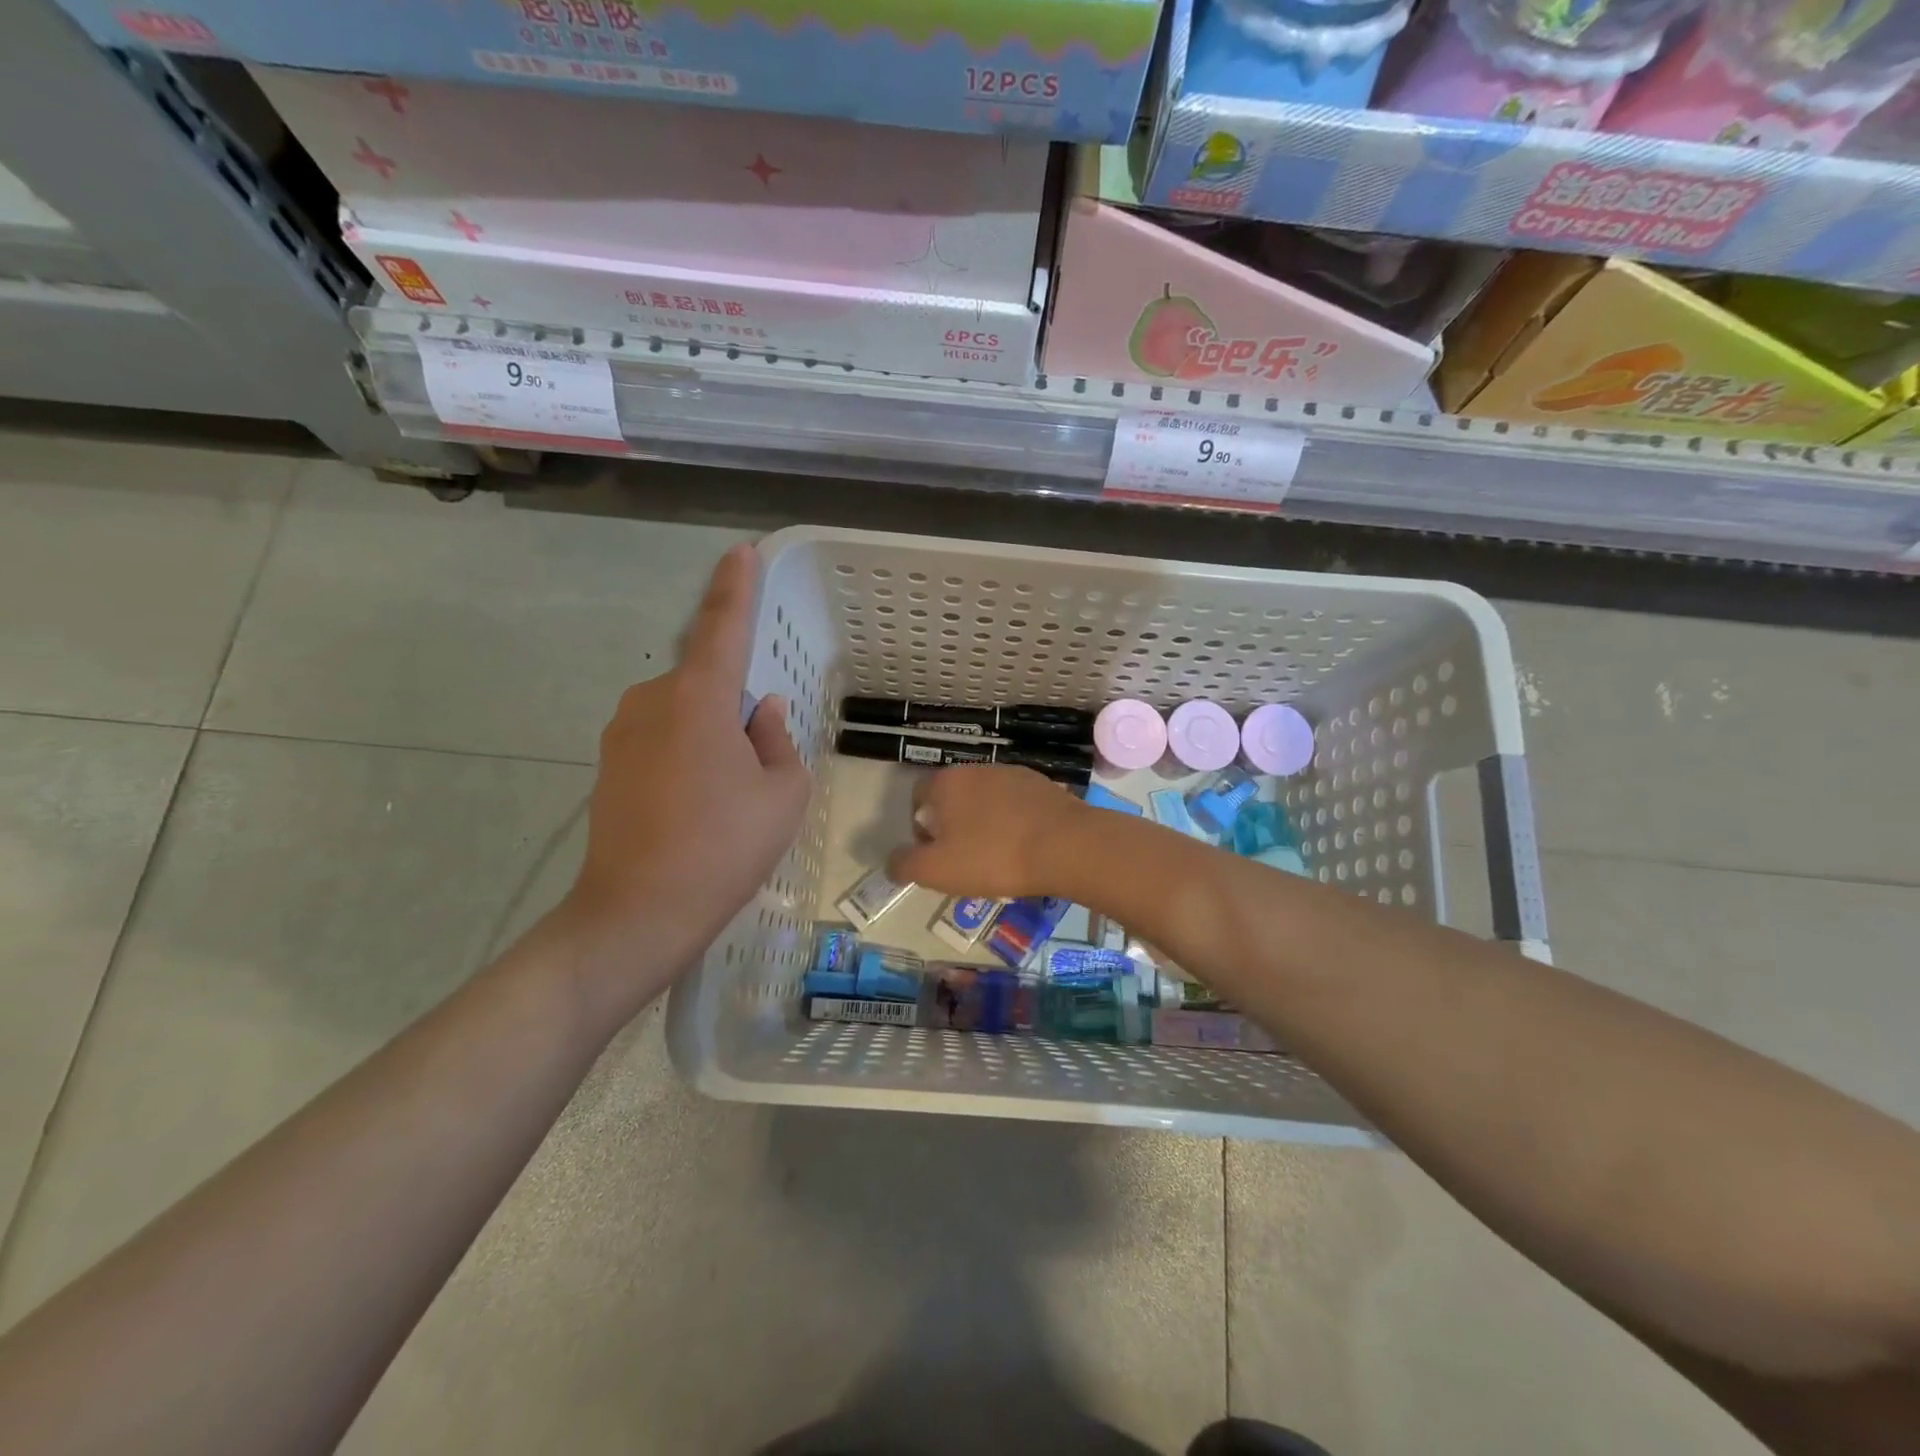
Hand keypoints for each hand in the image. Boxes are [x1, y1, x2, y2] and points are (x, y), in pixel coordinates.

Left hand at [556, 543, 809, 1000]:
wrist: (638, 912)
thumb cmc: (725, 847)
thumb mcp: (782, 794)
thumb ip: (777, 741)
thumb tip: (762, 713)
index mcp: (698, 699)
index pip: (722, 628)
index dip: (735, 588)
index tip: (740, 551)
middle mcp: (651, 702)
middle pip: (706, 683)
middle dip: (736, 710)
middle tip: (757, 770)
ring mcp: (621, 733)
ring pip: (684, 715)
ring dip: (712, 738)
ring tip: (726, 800)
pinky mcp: (607, 765)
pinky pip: (662, 740)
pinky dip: (687, 758)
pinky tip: (696, 809)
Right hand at [887, 764, 1087, 899]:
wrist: (1066, 846)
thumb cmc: (992, 857)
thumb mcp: (936, 870)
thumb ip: (905, 864)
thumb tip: (893, 860)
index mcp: (946, 782)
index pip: (918, 797)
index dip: (920, 828)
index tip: (936, 856)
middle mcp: (977, 768)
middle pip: (952, 798)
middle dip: (953, 827)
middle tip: (965, 861)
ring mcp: (1013, 773)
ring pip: (986, 801)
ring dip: (984, 824)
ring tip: (998, 858)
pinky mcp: (1043, 785)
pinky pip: (1016, 805)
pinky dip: (1013, 823)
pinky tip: (1024, 849)